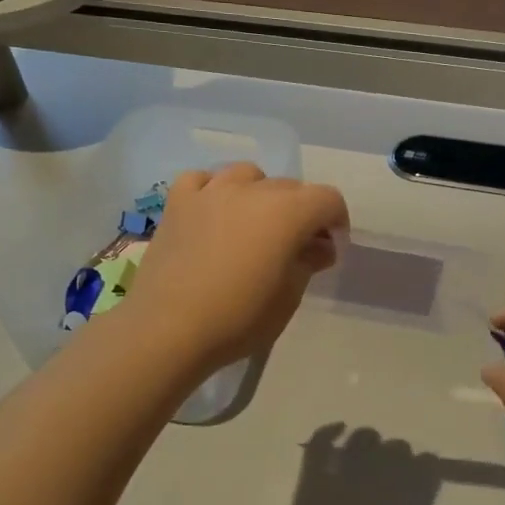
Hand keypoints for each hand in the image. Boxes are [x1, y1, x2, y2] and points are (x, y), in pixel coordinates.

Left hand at [121, 163, 348, 370]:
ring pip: (247, 175)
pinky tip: (212, 212)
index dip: (336, 221)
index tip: (329, 249)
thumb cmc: (238, 319)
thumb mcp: (288, 298)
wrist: (168, 329)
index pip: (327, 199)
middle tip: (293, 248)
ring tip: (253, 224)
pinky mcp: (178, 203)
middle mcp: (252, 191)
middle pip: (290, 187)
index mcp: (288, 212)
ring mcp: (211, 192)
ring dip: (260, 194)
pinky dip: (213, 190)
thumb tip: (318, 247)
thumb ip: (308, 262)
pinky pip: (202, 180)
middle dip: (300, 212)